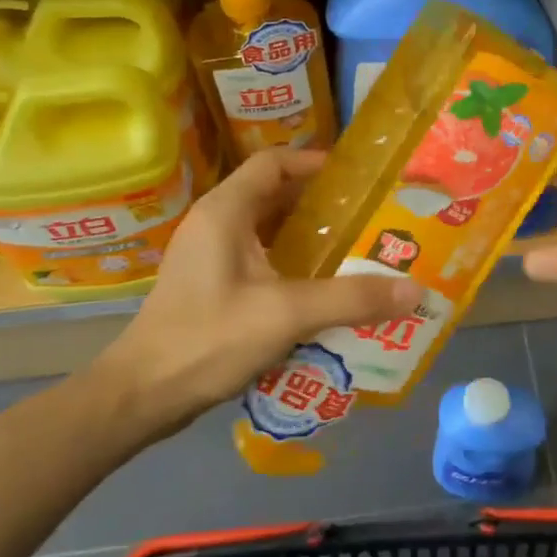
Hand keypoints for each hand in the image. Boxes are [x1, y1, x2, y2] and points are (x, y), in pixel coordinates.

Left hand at [92, 149, 423, 439]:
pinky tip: (321, 288)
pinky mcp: (210, 285)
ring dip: (307, 235)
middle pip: (273, 194)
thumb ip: (350, 299)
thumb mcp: (286, 314)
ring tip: (354, 249)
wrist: (143, 394)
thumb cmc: (208, 339)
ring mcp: (209, 256)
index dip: (314, 162)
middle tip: (367, 216)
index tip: (357, 178)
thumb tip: (413, 289)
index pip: (273, 163)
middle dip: (320, 203)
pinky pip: (259, 258)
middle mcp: (215, 224)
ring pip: (267, 229)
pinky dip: (291, 262)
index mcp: (225, 211)